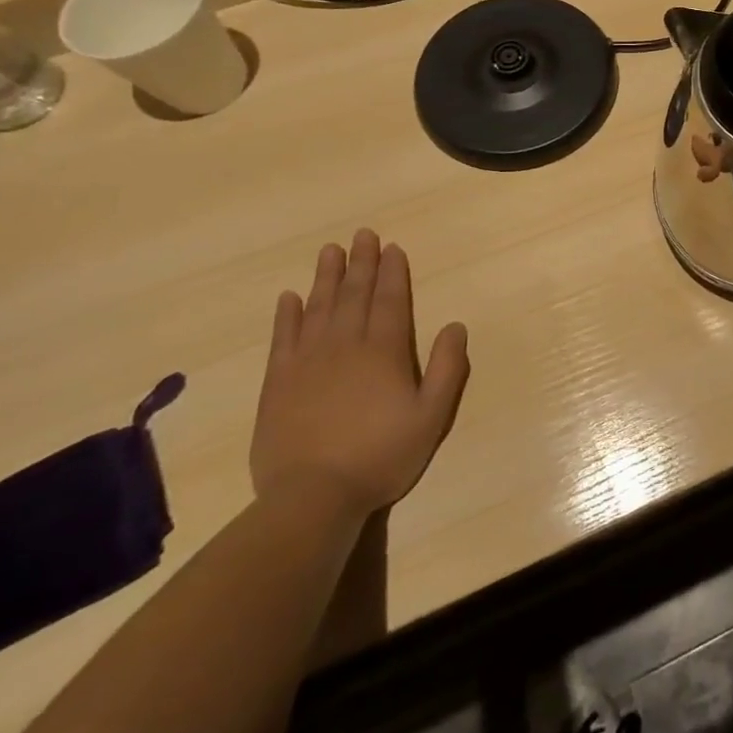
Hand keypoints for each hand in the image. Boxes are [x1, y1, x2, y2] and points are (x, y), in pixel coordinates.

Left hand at [251, 230, 469, 517]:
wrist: (312, 497)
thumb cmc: (381, 456)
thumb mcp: (431, 416)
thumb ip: (447, 369)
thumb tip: (455, 326)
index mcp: (383, 352)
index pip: (390, 301)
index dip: (392, 272)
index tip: (392, 248)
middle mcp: (345, 346)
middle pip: (354, 295)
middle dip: (361, 263)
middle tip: (363, 234)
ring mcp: (307, 362)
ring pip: (319, 307)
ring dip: (326, 277)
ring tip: (330, 251)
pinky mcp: (277, 383)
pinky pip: (283, 338)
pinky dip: (287, 315)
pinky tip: (289, 297)